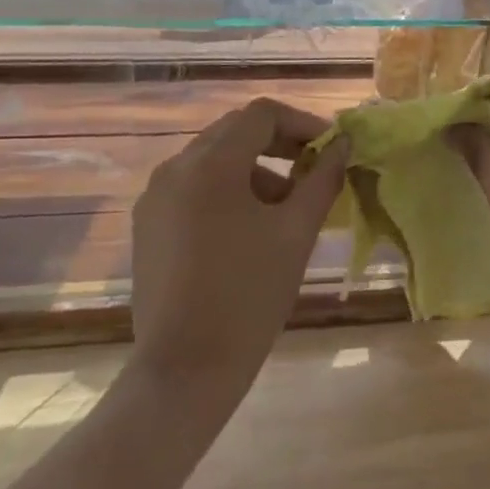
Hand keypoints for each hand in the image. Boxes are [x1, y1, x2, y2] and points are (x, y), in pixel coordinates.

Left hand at [131, 99, 348, 392]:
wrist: (183, 374)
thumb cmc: (248, 296)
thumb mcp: (296, 232)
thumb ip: (322, 178)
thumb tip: (342, 145)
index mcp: (211, 164)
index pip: (262, 114)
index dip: (302, 123)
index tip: (329, 148)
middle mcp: (176, 167)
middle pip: (235, 130)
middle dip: (279, 143)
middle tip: (313, 168)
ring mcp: (155, 196)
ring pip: (214, 158)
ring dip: (254, 168)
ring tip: (285, 206)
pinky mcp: (147, 224)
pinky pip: (193, 185)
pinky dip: (226, 189)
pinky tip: (248, 227)